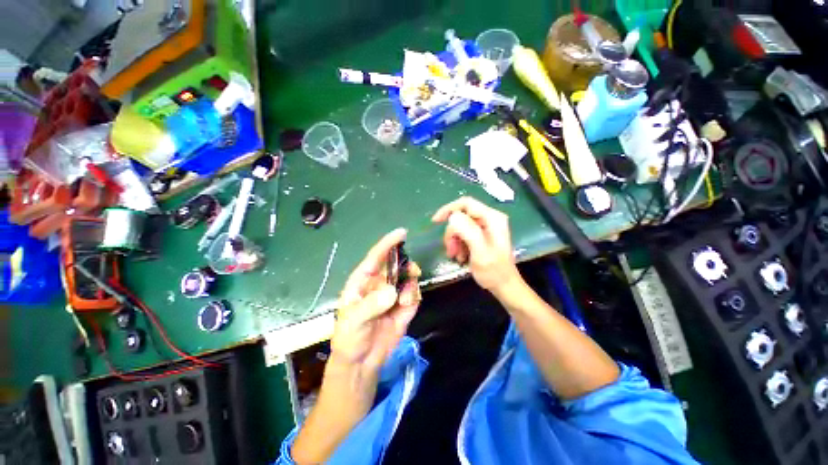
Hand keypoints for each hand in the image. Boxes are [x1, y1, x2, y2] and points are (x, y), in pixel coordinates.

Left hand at [331, 228, 421, 373]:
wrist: (361, 362)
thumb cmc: (350, 337)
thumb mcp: (355, 321)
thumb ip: (372, 305)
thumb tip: (392, 291)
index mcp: (363, 280)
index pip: (376, 257)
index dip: (388, 243)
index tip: (402, 233)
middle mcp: (380, 283)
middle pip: (396, 264)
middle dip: (405, 265)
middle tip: (412, 271)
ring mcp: (393, 294)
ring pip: (407, 278)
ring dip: (410, 283)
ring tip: (405, 299)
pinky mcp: (404, 306)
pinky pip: (414, 294)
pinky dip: (414, 297)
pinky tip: (406, 307)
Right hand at [432, 197, 519, 292]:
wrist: (504, 286)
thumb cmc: (494, 271)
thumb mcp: (480, 252)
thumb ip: (468, 232)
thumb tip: (452, 217)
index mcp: (492, 218)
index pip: (466, 204)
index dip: (449, 209)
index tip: (435, 222)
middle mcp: (489, 219)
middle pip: (461, 216)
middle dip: (452, 233)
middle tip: (450, 250)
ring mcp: (485, 227)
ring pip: (460, 226)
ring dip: (454, 241)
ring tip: (456, 256)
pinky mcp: (481, 235)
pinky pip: (463, 234)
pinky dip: (458, 244)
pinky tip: (460, 256)